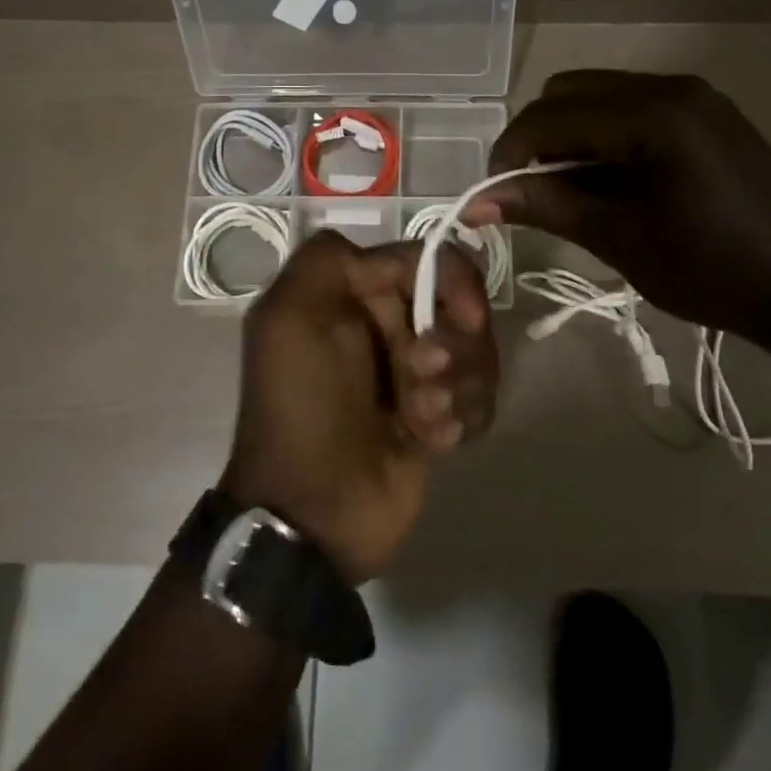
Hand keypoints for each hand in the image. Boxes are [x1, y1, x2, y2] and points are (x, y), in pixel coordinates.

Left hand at [220, 231, 496, 583]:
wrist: (314, 512)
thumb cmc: (304, 404)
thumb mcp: (290, 316)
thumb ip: (327, 258)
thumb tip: (385, 258)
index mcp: (356, 292)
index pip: (427, 259)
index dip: (454, 282)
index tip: (468, 318)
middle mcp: (389, 322)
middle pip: (461, 304)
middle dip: (453, 344)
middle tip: (424, 380)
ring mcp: (418, 370)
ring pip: (476, 351)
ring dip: (456, 386)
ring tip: (423, 419)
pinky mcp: (440, 414)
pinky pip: (480, 395)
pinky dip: (463, 416)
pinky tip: (435, 441)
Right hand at [467, 70, 770, 342]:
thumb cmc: (710, 270)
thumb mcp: (617, 238)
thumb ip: (544, 205)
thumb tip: (475, 202)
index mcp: (651, 114)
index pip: (551, 115)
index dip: (510, 152)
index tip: (493, 195)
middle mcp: (671, 86)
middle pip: (569, 91)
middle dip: (539, 138)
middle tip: (535, 191)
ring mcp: (693, 94)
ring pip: (598, 94)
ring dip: (570, 134)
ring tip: (573, 188)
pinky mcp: (707, 110)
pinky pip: (632, 105)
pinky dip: (605, 133)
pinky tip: (613, 178)